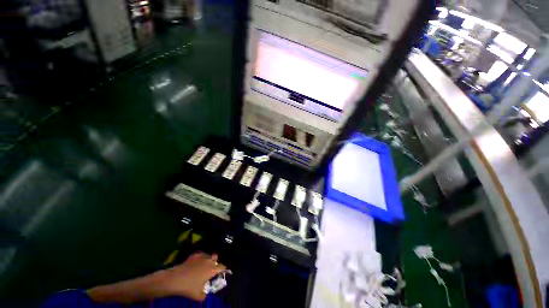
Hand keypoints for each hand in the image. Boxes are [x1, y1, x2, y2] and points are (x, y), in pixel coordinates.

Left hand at [159, 252, 226, 300]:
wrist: (175, 279)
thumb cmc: (188, 287)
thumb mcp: (197, 296)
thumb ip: (204, 295)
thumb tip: (205, 295)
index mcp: (212, 270)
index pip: (222, 267)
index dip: (224, 269)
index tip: (224, 272)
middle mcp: (209, 261)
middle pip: (216, 259)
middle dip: (216, 263)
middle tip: (212, 270)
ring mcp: (201, 257)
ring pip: (209, 255)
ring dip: (209, 259)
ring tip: (205, 265)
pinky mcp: (194, 255)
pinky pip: (201, 254)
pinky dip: (201, 257)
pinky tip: (197, 262)